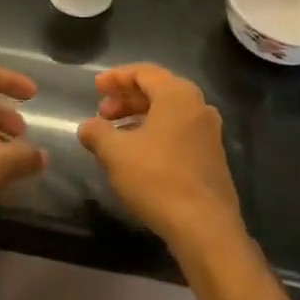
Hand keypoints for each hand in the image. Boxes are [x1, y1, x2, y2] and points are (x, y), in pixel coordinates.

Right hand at [77, 64, 243, 257]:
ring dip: (140, 118)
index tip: (96, 88)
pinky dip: (155, 133)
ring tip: (115, 135)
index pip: (144, 72)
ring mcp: (209, 133)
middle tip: (102, 113)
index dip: (116, 78)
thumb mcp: (116, 153)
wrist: (205, 227)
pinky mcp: (212, 157)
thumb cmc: (157, 178)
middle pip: (158, 90)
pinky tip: (138, 154)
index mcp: (177, 95)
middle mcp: (198, 107)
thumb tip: (87, 126)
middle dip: (127, 99)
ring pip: (169, 113)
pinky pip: (179, 132)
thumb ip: (97, 133)